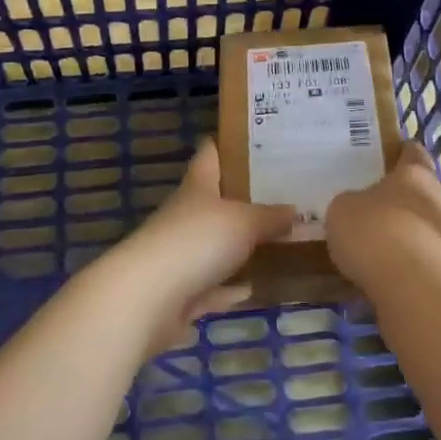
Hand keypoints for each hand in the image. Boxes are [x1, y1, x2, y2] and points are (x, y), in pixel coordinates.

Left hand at [101, 140, 296, 353]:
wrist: (146, 300)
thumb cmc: (195, 242)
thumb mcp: (244, 222)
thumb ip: (270, 216)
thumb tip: (294, 210)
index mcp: (197, 187)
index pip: (209, 154)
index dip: (227, 144)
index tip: (254, 138)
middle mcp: (186, 216)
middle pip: (215, 201)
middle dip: (244, 199)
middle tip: (283, 194)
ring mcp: (181, 256)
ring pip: (215, 247)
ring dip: (239, 248)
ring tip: (277, 242)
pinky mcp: (180, 294)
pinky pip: (213, 288)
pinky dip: (231, 288)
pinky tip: (255, 288)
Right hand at [325, 141, 440, 292]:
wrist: (416, 289)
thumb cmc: (376, 233)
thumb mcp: (343, 210)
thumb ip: (351, 204)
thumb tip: (357, 210)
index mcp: (416, 174)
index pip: (413, 153)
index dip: (401, 154)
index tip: (388, 158)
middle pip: (423, 194)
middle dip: (403, 203)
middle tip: (374, 213)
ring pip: (429, 230)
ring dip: (411, 239)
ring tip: (381, 255)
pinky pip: (430, 264)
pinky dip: (414, 270)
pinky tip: (392, 282)